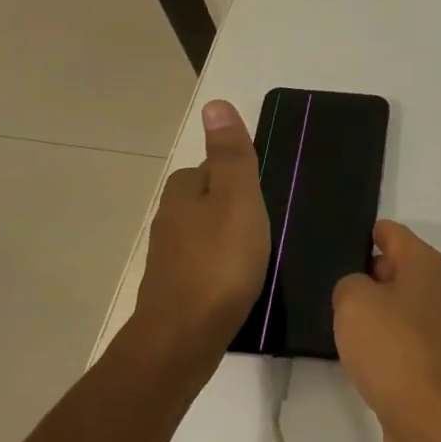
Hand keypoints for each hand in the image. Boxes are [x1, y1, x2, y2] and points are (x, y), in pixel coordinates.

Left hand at [131, 100, 270, 370]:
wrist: (184, 337)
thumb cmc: (220, 262)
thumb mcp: (237, 199)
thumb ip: (231, 155)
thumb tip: (215, 104)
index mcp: (184, 190)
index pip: (216, 167)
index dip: (244, 176)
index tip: (270, 195)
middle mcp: (169, 217)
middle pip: (210, 199)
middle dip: (236, 206)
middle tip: (271, 225)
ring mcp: (169, 255)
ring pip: (207, 232)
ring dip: (230, 237)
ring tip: (261, 253)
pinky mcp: (176, 287)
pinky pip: (205, 262)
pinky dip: (222, 265)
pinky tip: (240, 280)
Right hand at [332, 221, 440, 441]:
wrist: (433, 417)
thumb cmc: (394, 347)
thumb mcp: (354, 302)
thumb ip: (349, 284)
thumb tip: (359, 291)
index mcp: (428, 263)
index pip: (391, 233)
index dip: (364, 235)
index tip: (334, 245)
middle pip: (399, 268)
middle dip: (367, 275)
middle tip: (328, 287)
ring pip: (402, 306)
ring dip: (376, 313)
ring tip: (338, 323)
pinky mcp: (440, 362)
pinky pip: (406, 340)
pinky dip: (387, 344)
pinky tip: (362, 358)